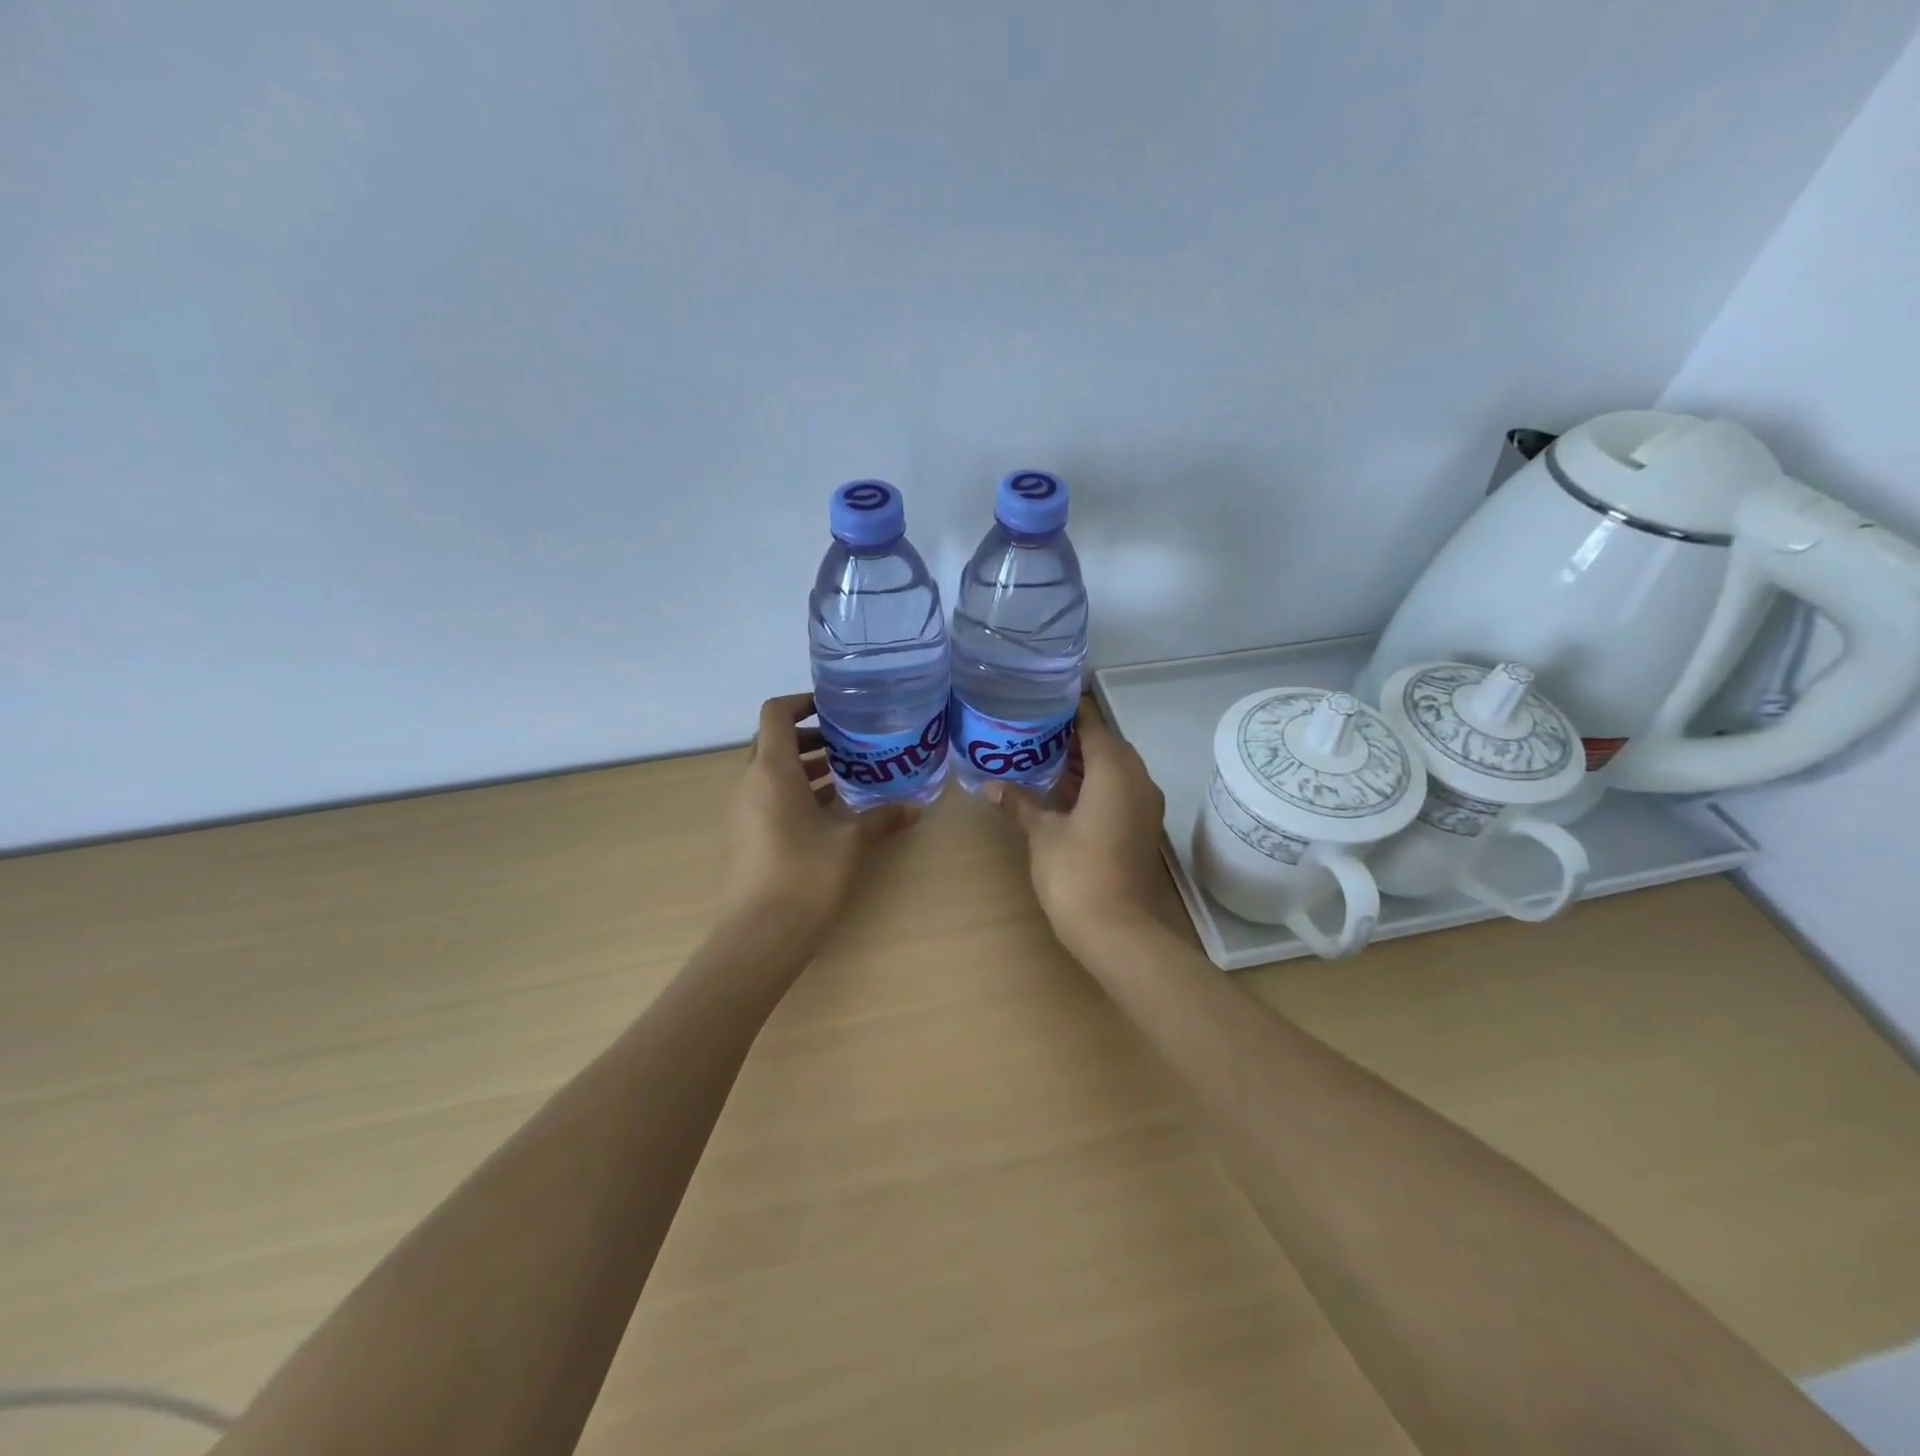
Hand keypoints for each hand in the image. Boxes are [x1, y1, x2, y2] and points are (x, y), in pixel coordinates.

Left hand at [721, 693, 920, 934]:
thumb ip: (882, 819)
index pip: (776, 713)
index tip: (835, 709)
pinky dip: (796, 791)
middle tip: (851, 743)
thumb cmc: (805, 876)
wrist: (759, 935)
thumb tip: (916, 808)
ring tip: (848, 774)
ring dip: (805, 766)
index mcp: (772, 770)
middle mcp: (750, 782)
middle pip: (774, 740)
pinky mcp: (745, 835)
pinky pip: (768, 797)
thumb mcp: (851, 842)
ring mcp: (743, 810)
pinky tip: (830, 811)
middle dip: (812, 737)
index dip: (802, 701)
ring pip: (772, 771)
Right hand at [986, 710, 1169, 951]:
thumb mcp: (1042, 833)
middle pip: (1108, 746)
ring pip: (1116, 770)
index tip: (1041, 709)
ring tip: (1046, 761)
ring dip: (1087, 764)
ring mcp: (1145, 806)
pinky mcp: (1142, 828)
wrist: (1116, 928)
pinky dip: (1097, 786)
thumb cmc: (1076, 871)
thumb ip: (1020, 803)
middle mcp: (1137, 780)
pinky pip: (1121, 791)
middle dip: (1075, 740)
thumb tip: (991, 786)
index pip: (1093, 726)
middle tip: (1037, 736)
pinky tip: (1066, 795)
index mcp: (1115, 771)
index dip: (1068, 715)